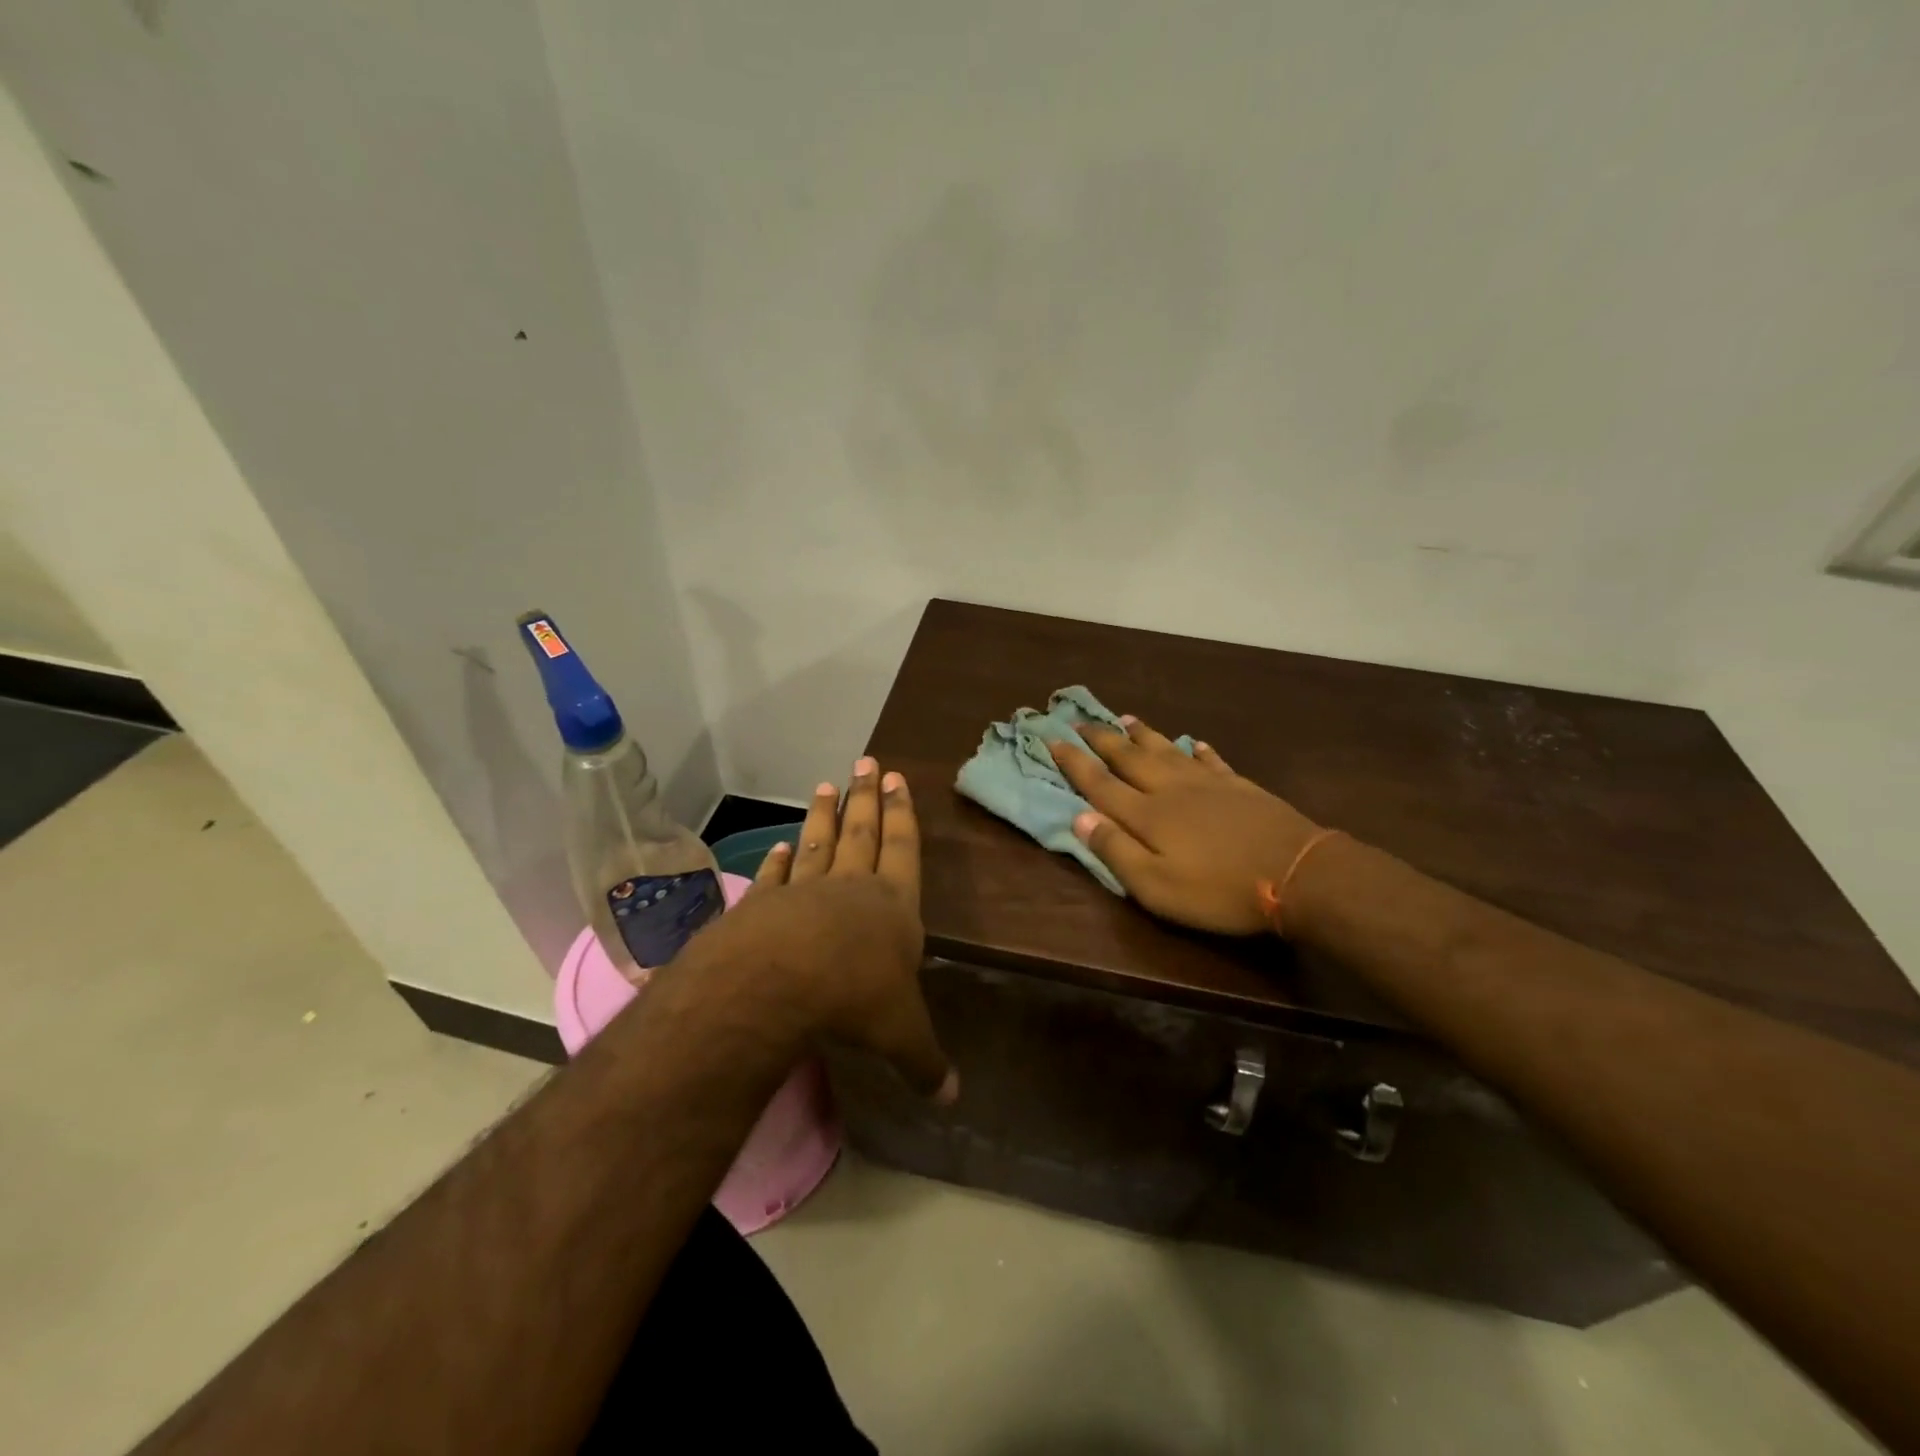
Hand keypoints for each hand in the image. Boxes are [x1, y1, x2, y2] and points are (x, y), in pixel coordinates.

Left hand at [688, 758, 956, 1102]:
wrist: (777, 985)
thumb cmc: (855, 998)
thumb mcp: (902, 1036)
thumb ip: (926, 1062)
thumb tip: (953, 1100)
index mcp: (892, 907)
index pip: (902, 849)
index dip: (902, 816)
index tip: (896, 780)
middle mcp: (850, 889)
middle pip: (861, 834)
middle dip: (865, 799)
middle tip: (864, 762)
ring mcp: (802, 893)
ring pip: (817, 845)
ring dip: (822, 817)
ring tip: (824, 786)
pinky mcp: (762, 907)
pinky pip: (774, 877)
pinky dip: (776, 861)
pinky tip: (776, 846)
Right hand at [1049, 720, 1319, 935]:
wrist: (1298, 874)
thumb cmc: (1219, 890)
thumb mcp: (1156, 887)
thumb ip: (1116, 851)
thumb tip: (1080, 817)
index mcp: (1147, 814)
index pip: (1100, 783)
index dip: (1074, 762)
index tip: (1052, 739)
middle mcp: (1171, 789)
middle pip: (1129, 758)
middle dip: (1102, 739)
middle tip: (1080, 720)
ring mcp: (1208, 784)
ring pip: (1167, 751)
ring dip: (1144, 735)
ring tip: (1126, 718)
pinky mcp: (1240, 787)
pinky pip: (1212, 761)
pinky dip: (1199, 751)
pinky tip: (1196, 744)